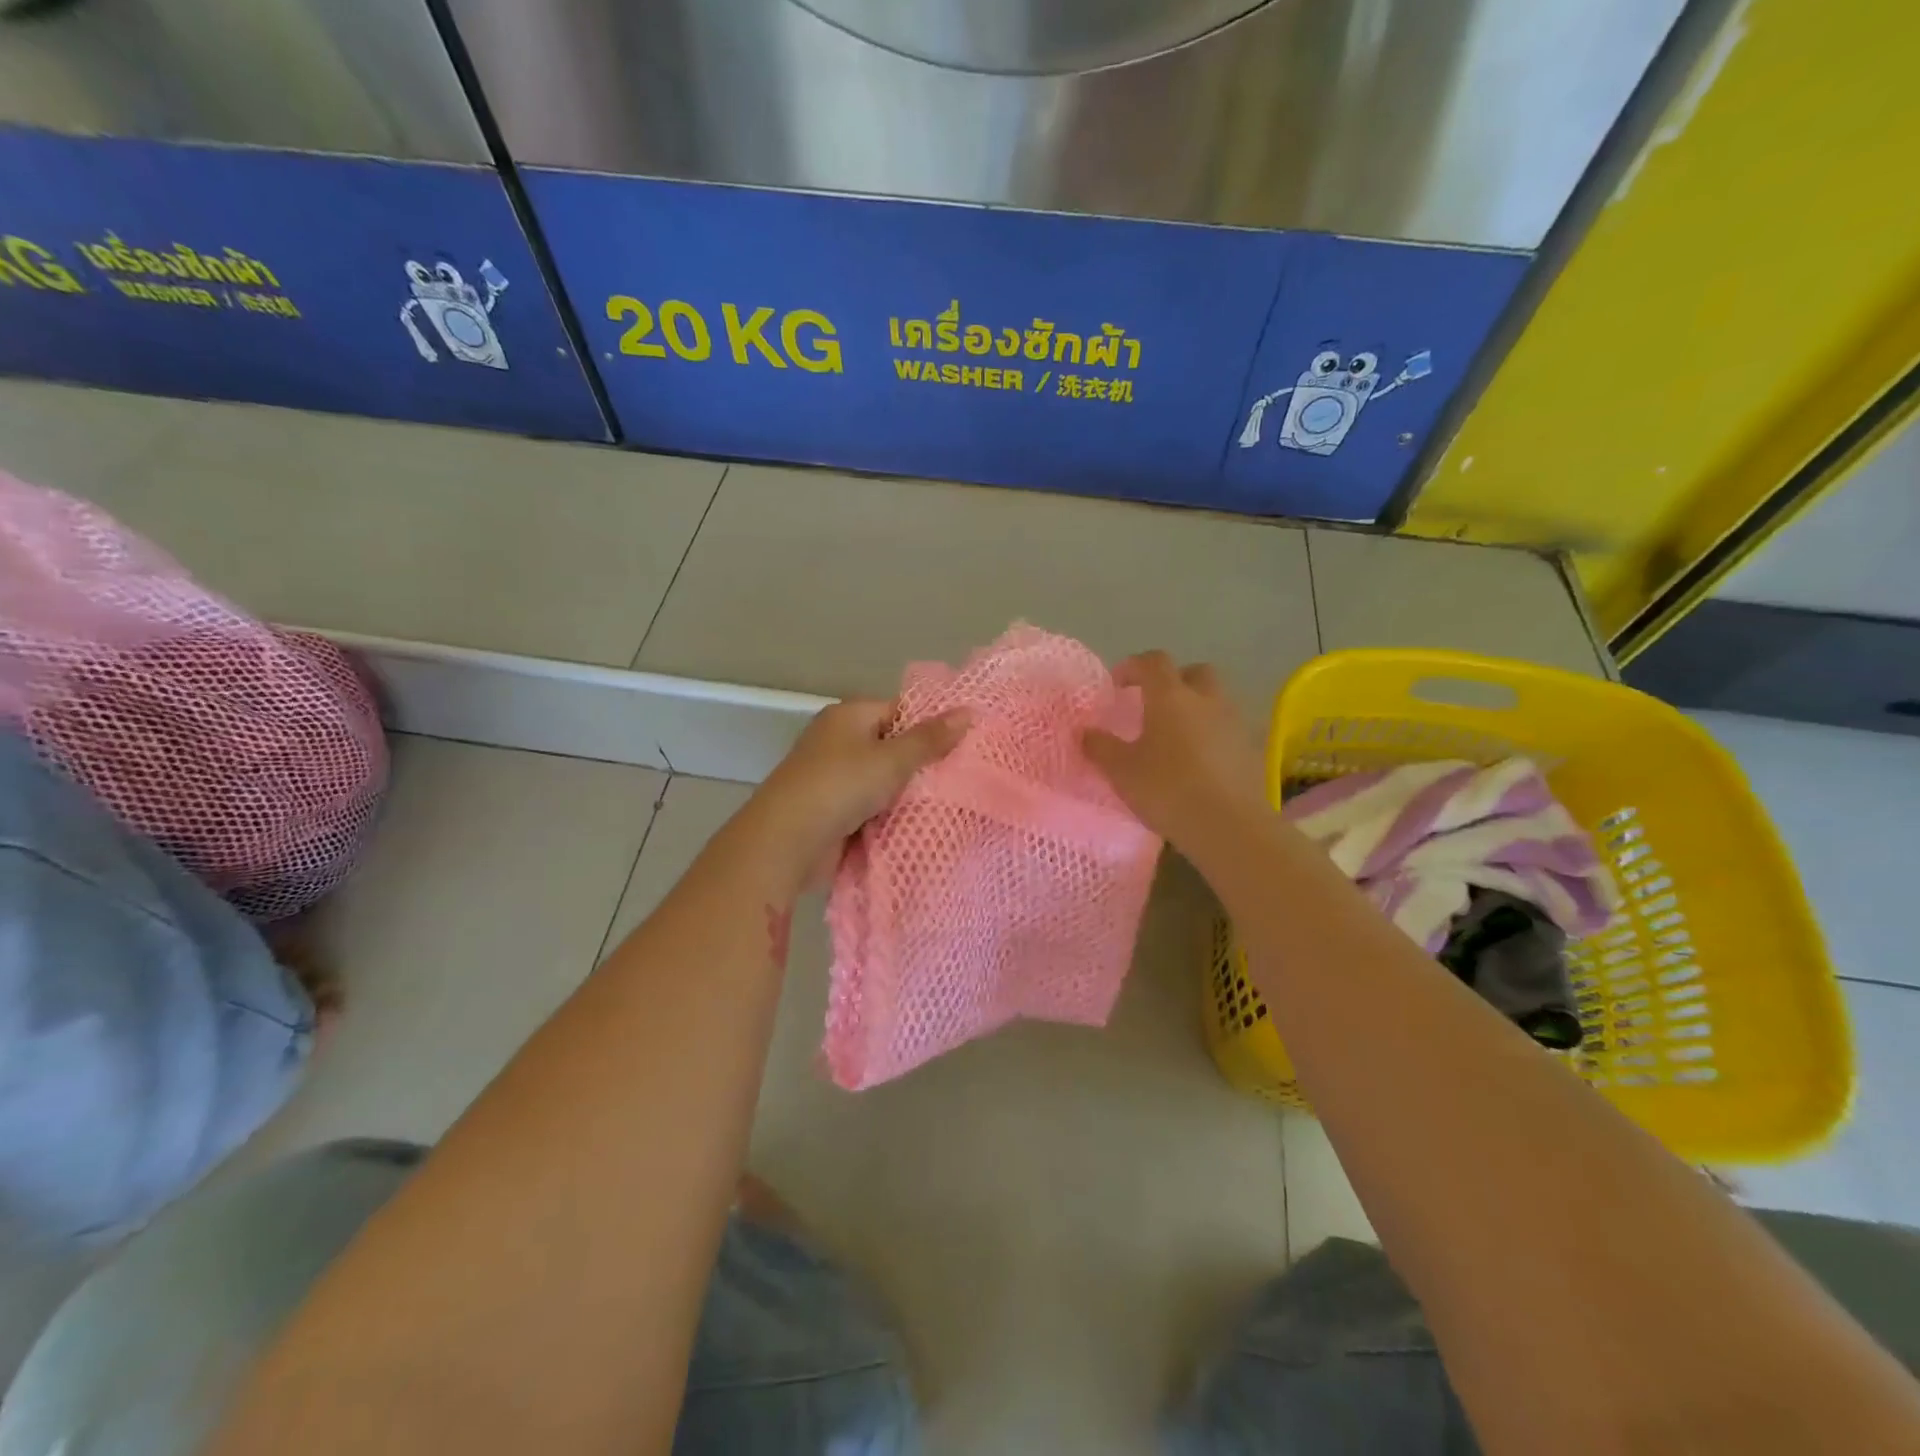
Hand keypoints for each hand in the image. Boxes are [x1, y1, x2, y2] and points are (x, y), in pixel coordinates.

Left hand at [748, 698, 969, 886]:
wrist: (786, 842)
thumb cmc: (840, 787)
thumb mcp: (891, 759)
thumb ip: (929, 739)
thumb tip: (968, 711)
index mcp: (848, 716)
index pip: (900, 710)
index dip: (931, 726)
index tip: (965, 745)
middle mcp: (839, 741)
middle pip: (892, 747)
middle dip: (922, 765)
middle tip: (964, 777)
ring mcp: (834, 778)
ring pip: (884, 782)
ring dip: (907, 795)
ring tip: (952, 803)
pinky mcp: (834, 812)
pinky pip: (872, 808)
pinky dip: (890, 816)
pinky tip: (921, 825)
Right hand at [1083, 652, 1269, 855]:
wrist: (1229, 827)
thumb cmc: (1167, 790)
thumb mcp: (1121, 771)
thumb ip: (1101, 747)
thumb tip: (1086, 732)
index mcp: (1171, 696)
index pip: (1153, 661)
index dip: (1133, 666)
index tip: (1117, 685)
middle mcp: (1206, 700)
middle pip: (1194, 673)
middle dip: (1173, 681)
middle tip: (1153, 705)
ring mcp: (1234, 724)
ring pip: (1214, 701)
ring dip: (1195, 709)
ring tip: (1175, 738)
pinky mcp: (1251, 750)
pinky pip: (1227, 730)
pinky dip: (1211, 736)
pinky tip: (1198, 763)